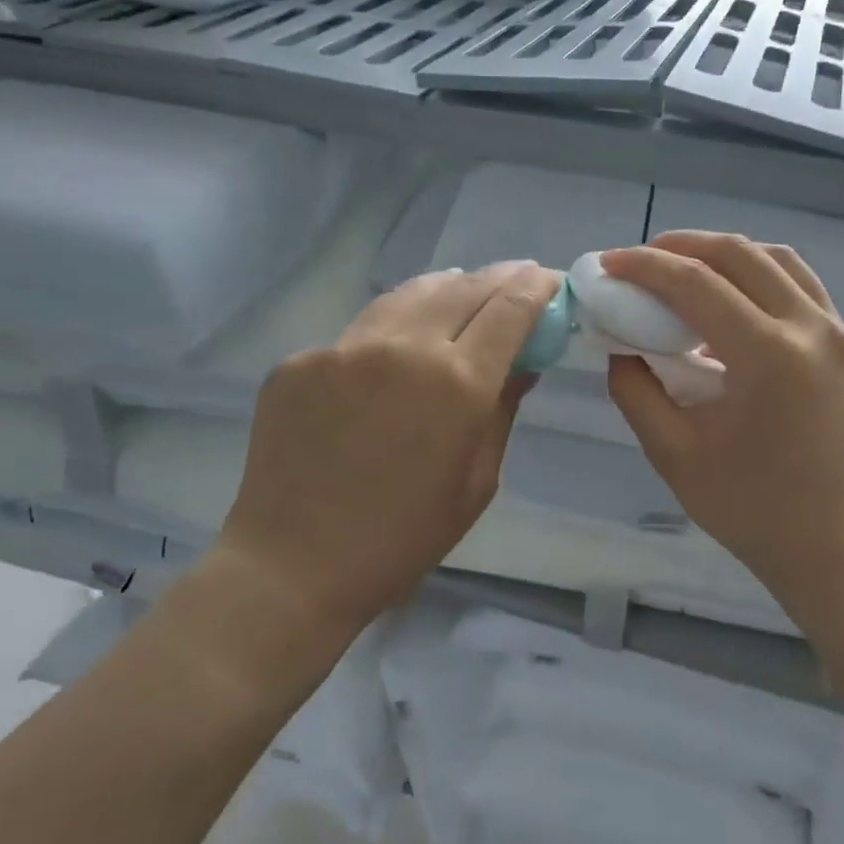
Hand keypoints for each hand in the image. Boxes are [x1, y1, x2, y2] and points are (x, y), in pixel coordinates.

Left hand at [213, 261, 560, 643]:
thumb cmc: (403, 539)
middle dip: (499, 278)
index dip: (537, 287)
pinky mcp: (302, 359)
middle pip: (464, 288)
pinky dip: (393, 330)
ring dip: (447, 290)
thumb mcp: (477, 481)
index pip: (510, 308)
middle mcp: (403, 347)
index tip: (550, 280)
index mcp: (457, 383)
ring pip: (409, 294)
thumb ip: (503, 409)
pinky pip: (361, 330)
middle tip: (515, 278)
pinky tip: (396, 351)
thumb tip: (526, 361)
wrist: (293, 565)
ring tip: (462, 293)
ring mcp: (345, 347)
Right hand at [602, 232, 843, 631]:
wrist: (838, 547)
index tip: (607, 265)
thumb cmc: (752, 510)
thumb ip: (636, 391)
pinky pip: (798, 284)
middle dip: (680, 246)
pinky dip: (756, 275)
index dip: (644, 267)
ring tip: (681, 273)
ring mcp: (837, 333)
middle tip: (638, 263)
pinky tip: (727, 302)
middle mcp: (810, 329)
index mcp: (768, 357)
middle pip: (738, 253)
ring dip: (721, 255)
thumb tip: (620, 347)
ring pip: (775, 258)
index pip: (696, 284)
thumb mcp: (674, 455)